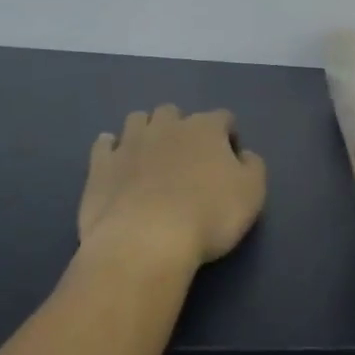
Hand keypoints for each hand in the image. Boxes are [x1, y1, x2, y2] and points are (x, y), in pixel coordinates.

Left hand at [80, 106, 266, 268]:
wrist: (145, 241)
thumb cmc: (208, 215)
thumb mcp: (252, 193)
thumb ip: (253, 167)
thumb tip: (244, 155)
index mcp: (205, 128)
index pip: (222, 117)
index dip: (228, 135)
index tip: (230, 159)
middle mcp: (167, 126)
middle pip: (174, 112)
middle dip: (181, 127)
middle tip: (186, 157)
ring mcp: (129, 143)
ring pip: (137, 119)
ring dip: (145, 131)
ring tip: (150, 155)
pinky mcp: (100, 166)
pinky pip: (104, 144)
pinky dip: (111, 149)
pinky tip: (116, 163)